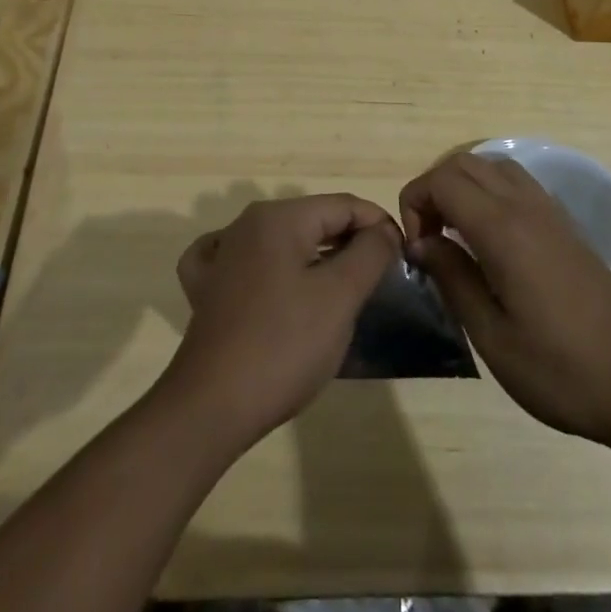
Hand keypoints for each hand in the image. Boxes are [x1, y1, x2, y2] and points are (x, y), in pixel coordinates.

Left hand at [162, 195, 401, 448]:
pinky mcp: (207, 288)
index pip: (343, 205)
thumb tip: (383, 230)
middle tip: (380, 277)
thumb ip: (369, 253)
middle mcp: (246, 224)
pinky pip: (246, 262)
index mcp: (278, 217)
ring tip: (344, 287)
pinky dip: (270, 268)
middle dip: (350, 241)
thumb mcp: (340, 297)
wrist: (212, 405)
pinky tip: (273, 282)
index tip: (403, 254)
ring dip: (316, 257)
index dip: (378, 224)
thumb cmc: (284, 345)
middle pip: (313, 219)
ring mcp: (221, 255)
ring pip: (283, 241)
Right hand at [400, 152, 610, 444]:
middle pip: (463, 163)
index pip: (442, 180)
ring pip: (492, 166)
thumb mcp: (492, 338)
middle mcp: (525, 206)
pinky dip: (489, 192)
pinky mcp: (565, 225)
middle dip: (433, 191)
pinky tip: (491, 240)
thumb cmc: (562, 370)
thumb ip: (453, 280)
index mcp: (503, 229)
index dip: (415, 204)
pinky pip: (516, 183)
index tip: (417, 251)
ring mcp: (549, 211)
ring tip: (455, 236)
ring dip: (462, 188)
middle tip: (429, 242)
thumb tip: (422, 244)